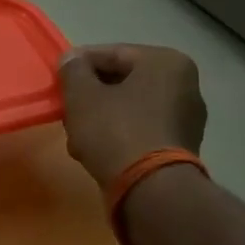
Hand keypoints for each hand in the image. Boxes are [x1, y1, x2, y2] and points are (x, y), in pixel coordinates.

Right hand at [57, 44, 206, 187]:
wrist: (151, 191)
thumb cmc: (115, 132)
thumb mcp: (82, 95)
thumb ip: (73, 70)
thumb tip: (71, 59)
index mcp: (166, 62)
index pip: (111, 53)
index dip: (78, 65)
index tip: (57, 80)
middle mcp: (185, 84)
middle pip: (122, 81)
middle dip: (91, 94)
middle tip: (66, 108)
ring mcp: (187, 118)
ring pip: (130, 107)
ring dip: (102, 116)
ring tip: (77, 134)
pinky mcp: (182, 147)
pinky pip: (142, 129)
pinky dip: (119, 134)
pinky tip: (96, 150)